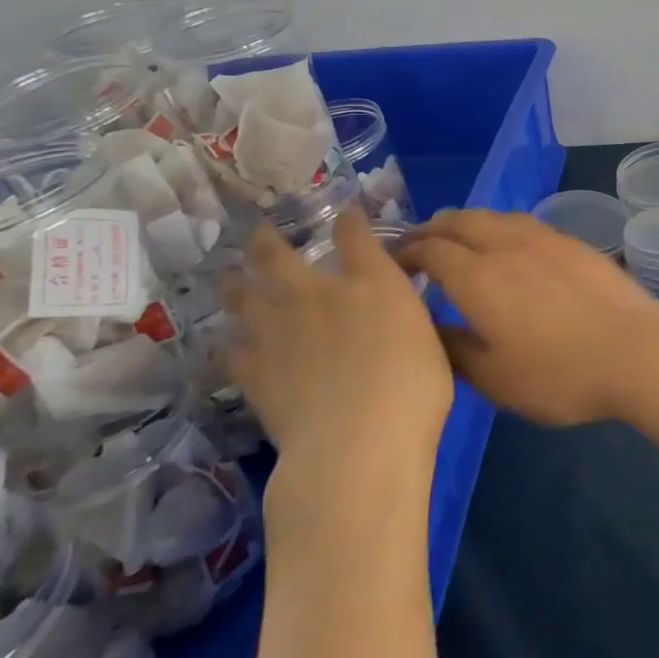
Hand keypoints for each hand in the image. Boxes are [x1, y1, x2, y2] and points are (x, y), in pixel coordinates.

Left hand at [222, 209, 453, 475]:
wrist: (357, 444)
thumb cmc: (415, 390)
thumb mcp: (429, 341)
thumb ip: (406, 316)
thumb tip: (395, 308)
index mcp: (372, 282)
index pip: (354, 234)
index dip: (348, 219)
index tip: (346, 214)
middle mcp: (318, 294)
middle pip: (278, 254)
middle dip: (268, 238)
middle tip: (261, 233)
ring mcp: (278, 330)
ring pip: (241, 293)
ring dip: (235, 281)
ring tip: (231, 276)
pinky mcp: (253, 370)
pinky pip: (230, 347)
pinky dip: (229, 340)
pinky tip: (230, 341)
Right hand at [398, 209, 658, 426]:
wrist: (637, 351)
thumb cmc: (561, 375)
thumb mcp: (496, 380)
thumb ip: (455, 352)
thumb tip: (430, 330)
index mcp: (478, 278)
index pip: (431, 250)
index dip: (407, 252)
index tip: (393, 262)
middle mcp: (506, 246)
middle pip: (459, 222)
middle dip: (432, 229)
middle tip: (417, 243)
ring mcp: (543, 239)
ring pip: (493, 216)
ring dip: (465, 222)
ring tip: (457, 236)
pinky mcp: (572, 242)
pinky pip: (522, 222)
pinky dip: (498, 225)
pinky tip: (506, 242)